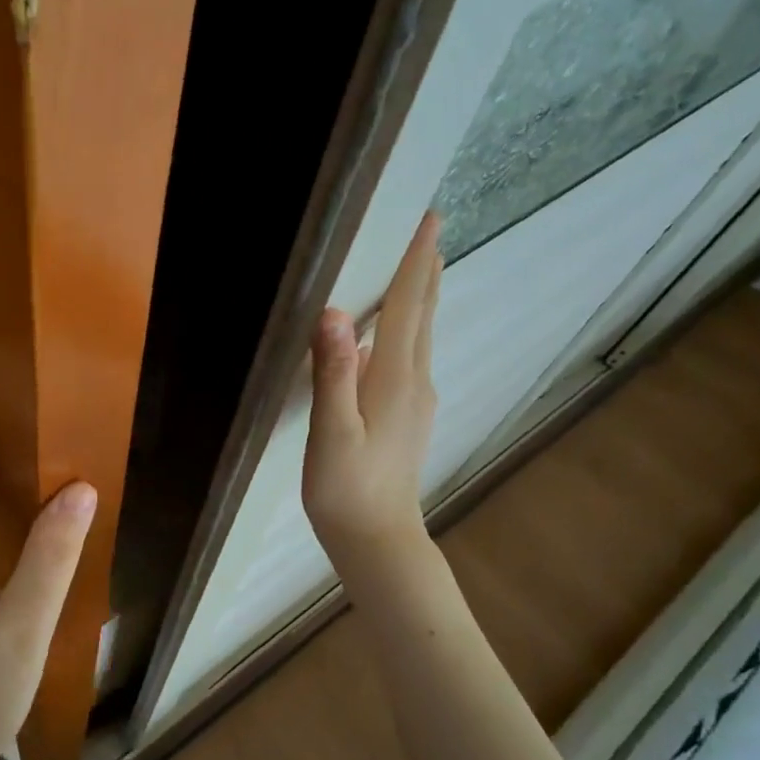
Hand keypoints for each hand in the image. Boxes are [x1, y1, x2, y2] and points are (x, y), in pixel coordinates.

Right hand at [303, 211, 443, 570]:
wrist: (377, 540)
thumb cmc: (347, 489)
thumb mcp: (332, 433)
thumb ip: (335, 373)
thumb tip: (335, 313)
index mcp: (395, 378)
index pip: (408, 306)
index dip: (415, 262)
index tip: (428, 220)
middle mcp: (413, 381)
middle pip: (422, 314)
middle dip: (425, 270)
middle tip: (427, 229)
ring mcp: (415, 399)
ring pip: (418, 335)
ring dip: (419, 296)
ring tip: (415, 265)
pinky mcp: (407, 414)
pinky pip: (408, 355)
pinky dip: (406, 327)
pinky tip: (389, 331)